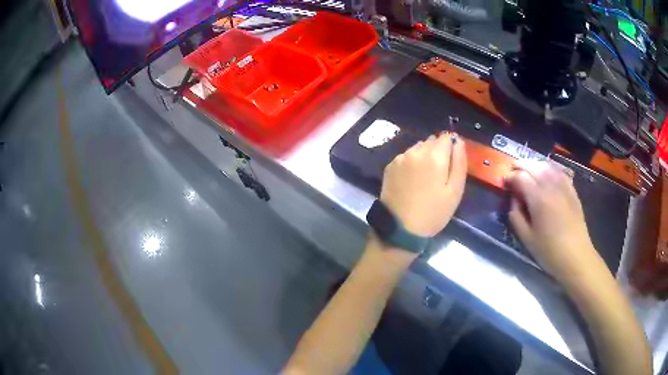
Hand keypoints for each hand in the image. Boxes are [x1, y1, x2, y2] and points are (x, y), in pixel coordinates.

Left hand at [380, 132, 466, 237]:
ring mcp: (400, 157)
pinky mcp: (390, 166)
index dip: (452, 146)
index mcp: (435, 155)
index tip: (452, 162)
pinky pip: (406, 157)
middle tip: (440, 174)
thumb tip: (459, 141)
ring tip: (426, 178)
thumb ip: (459, 162)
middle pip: (432, 141)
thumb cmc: (433, 212)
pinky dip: (412, 163)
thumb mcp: (455, 191)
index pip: (447, 137)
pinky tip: (412, 180)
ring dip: (424, 156)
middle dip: (439, 151)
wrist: (400, 228)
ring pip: (418, 147)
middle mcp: (416, 151)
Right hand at [505, 160, 597, 279]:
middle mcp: (550, 185)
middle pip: (532, 166)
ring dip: (534, 165)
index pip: (520, 177)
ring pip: (546, 165)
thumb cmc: (549, 251)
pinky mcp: (572, 190)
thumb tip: (513, 199)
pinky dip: (549, 168)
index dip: (509, 177)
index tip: (504, 183)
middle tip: (512, 172)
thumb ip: (516, 215)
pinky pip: (559, 171)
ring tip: (527, 170)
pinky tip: (546, 173)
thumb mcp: (526, 238)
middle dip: (519, 166)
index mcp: (538, 198)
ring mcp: (563, 186)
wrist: (575, 256)